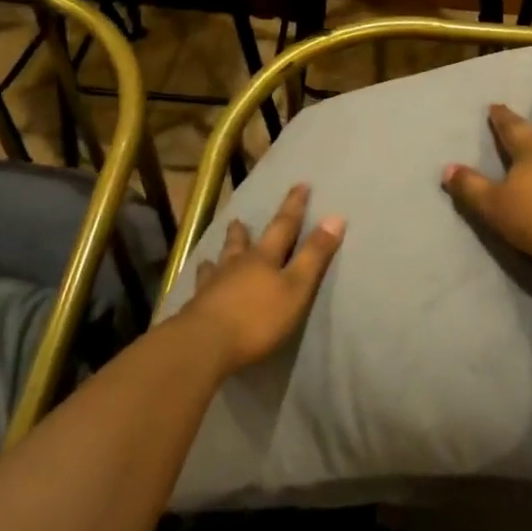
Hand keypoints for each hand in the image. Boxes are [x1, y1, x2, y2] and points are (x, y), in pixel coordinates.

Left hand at [181, 183, 344, 374]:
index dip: (294, 206)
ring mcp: (212, 285)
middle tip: (239, 219)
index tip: (301, 185)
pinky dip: (202, 281)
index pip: (284, 226)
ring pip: (218, 263)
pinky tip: (197, 284)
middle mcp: (237, 265)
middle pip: (242, 243)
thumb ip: (315, 255)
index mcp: (264, 258)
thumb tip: (335, 217)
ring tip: (213, 252)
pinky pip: (199, 288)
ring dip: (221, 254)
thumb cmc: (258, 318)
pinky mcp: (196, 307)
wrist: (204, 345)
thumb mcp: (296, 288)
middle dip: (245, 231)